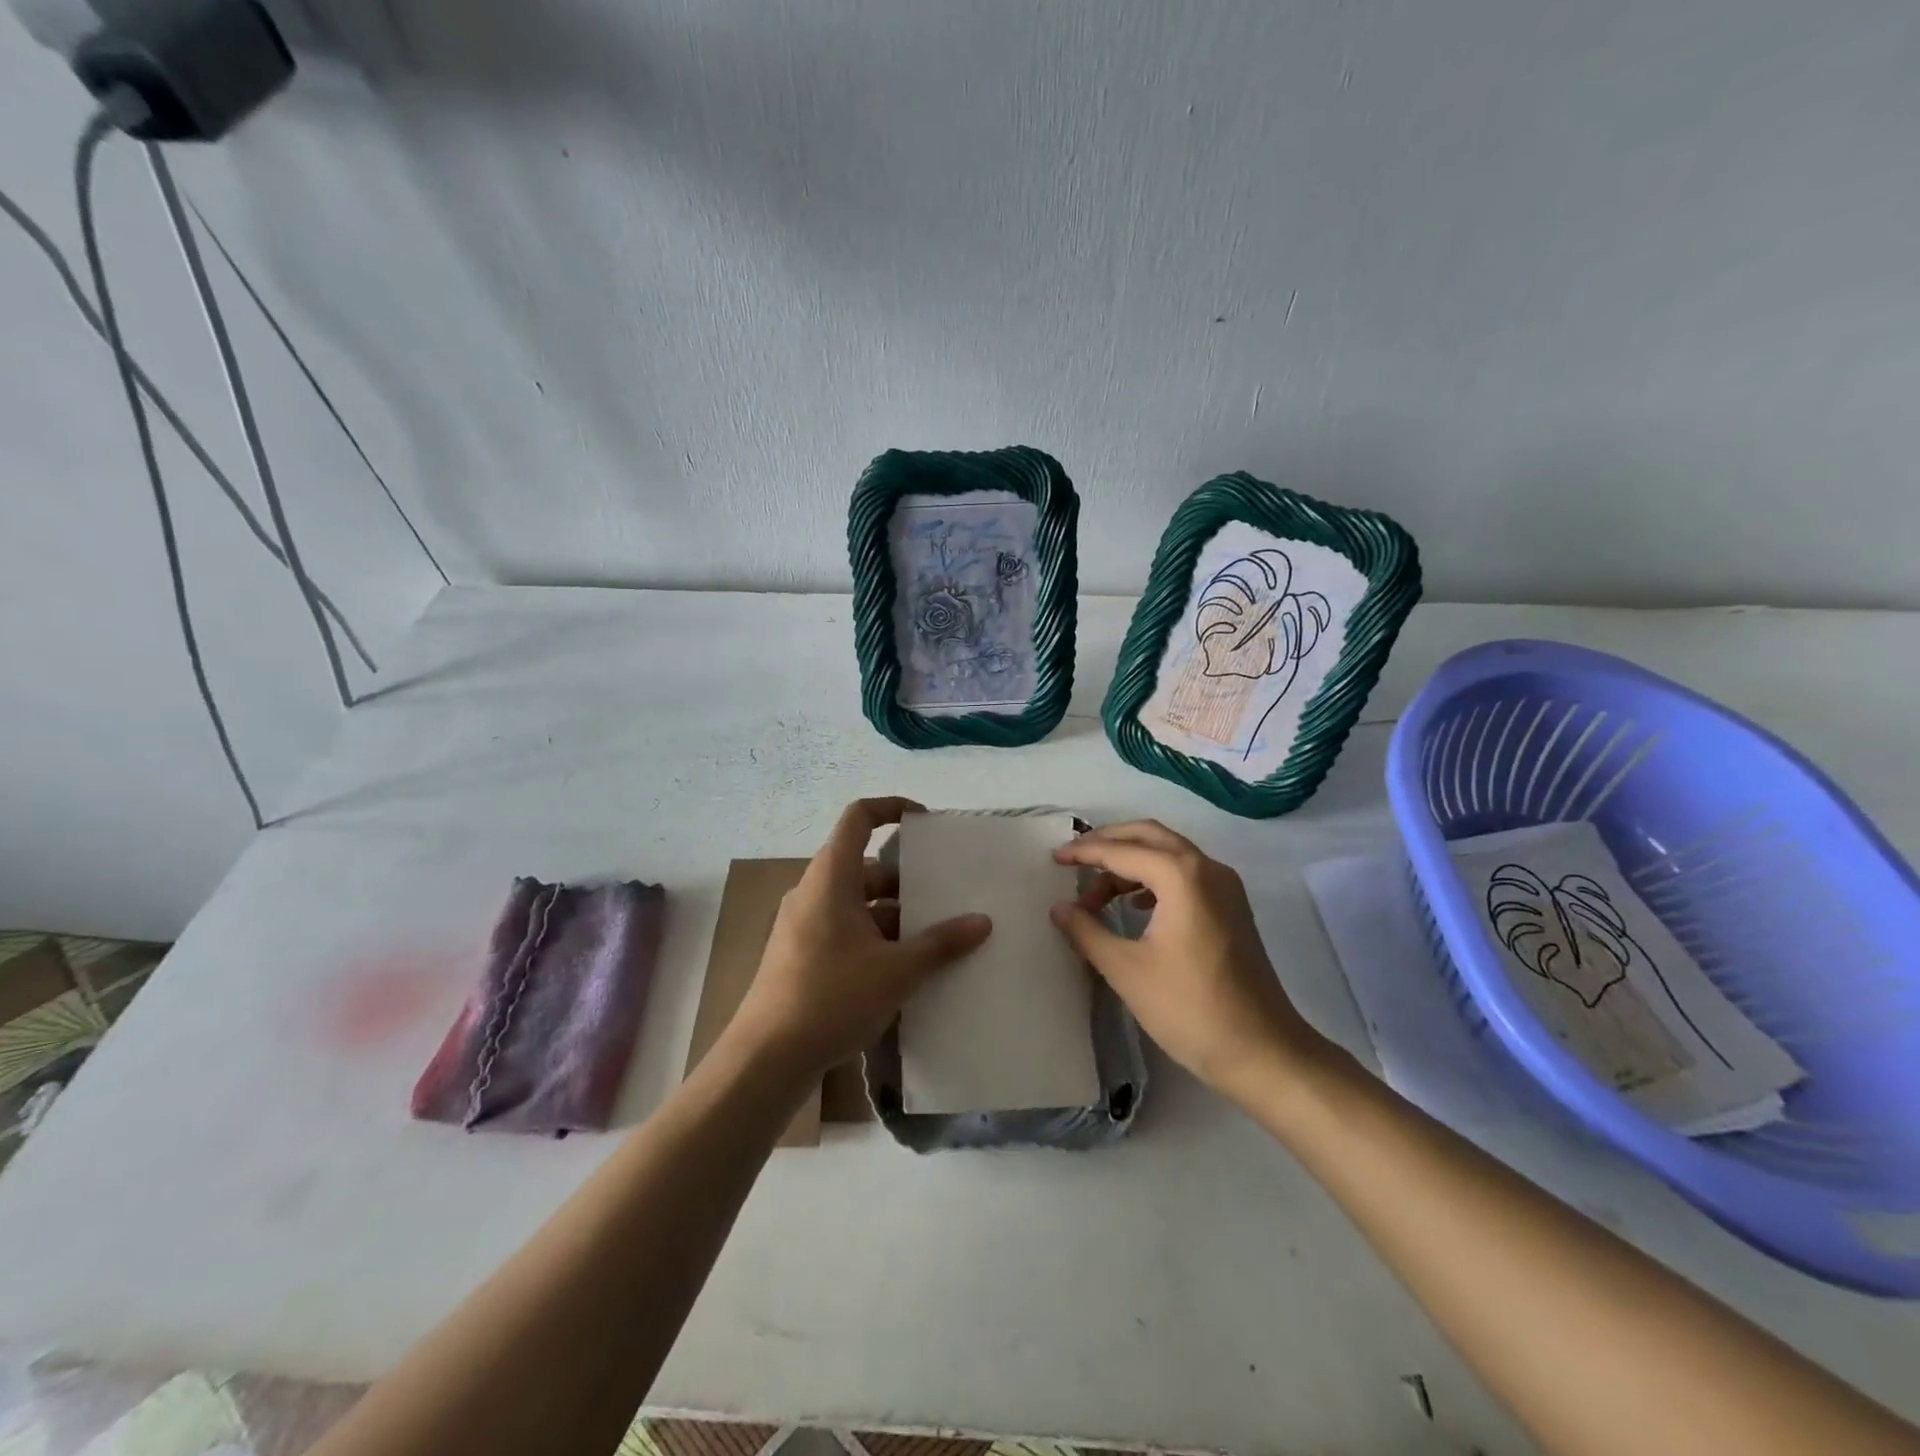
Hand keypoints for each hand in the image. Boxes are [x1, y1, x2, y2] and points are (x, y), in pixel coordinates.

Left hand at [732, 797, 992, 1078]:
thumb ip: (941, 943)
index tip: (925, 821)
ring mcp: (803, 924)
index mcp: (831, 877)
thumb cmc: (832, 997)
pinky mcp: (800, 954)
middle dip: (906, 879)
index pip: (858, 817)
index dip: (891, 808)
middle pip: (864, 866)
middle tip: (945, 895)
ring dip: (893, 914)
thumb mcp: (897, 970)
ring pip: (856, 902)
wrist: (767, 1057)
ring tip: (934, 937)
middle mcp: (814, 891)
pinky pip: (844, 928)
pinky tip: (903, 969)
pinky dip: (874, 937)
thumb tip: (982, 922)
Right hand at [1051, 820, 1325, 1102]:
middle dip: (1109, 842)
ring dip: (1131, 863)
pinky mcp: (1232, 907)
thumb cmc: (1190, 1008)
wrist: (1264, 1052)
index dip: (1084, 853)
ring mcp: (1225, 886)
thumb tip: (1058, 908)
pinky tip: (1135, 907)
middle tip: (1074, 859)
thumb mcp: (1126, 970)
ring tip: (1097, 896)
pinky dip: (1154, 878)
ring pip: (1169, 853)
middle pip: (1149, 836)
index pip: (1122, 851)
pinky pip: (1186, 873)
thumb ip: (1087, 931)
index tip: (1054, 859)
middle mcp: (1207, 868)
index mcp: (1181, 875)